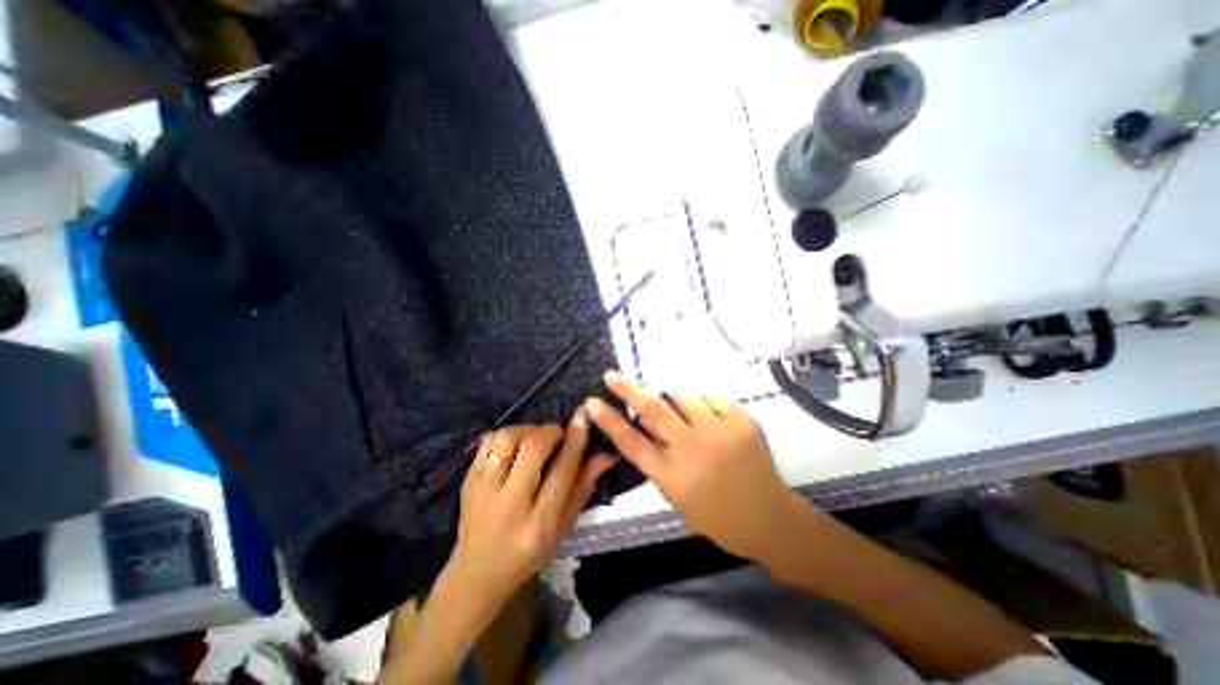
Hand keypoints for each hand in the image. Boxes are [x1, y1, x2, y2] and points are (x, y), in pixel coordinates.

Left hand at [444, 413, 615, 609]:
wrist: (476, 574)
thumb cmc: (528, 553)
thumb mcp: (563, 527)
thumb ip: (583, 487)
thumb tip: (606, 455)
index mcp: (540, 523)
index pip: (562, 470)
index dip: (576, 439)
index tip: (583, 417)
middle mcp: (510, 504)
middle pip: (533, 447)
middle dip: (550, 431)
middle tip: (558, 434)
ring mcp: (482, 491)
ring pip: (508, 438)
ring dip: (527, 430)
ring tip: (536, 439)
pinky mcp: (467, 481)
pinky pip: (488, 440)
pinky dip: (506, 434)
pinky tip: (515, 445)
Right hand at [586, 373, 806, 564]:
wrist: (769, 517)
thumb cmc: (718, 516)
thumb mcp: (678, 497)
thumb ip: (660, 462)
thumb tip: (648, 427)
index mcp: (673, 475)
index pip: (632, 443)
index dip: (610, 421)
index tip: (593, 402)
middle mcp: (692, 449)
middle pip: (653, 411)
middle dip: (628, 390)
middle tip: (612, 375)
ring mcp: (719, 432)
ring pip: (683, 398)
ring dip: (675, 401)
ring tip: (684, 415)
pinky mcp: (741, 421)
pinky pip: (712, 399)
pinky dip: (705, 405)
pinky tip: (711, 420)